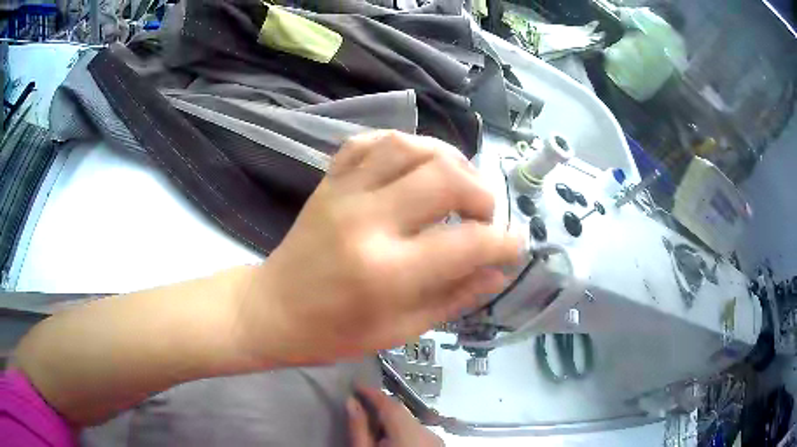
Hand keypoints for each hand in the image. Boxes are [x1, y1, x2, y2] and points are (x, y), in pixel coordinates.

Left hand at [240, 130, 520, 363]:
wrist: (274, 309)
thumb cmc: (335, 332)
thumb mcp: (402, 330)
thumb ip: (456, 297)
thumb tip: (498, 272)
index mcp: (388, 272)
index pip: (467, 244)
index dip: (503, 243)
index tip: (513, 245)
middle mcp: (368, 221)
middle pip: (445, 177)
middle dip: (481, 193)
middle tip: (484, 215)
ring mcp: (344, 193)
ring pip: (409, 146)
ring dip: (447, 158)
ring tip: (457, 183)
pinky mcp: (328, 181)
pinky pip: (369, 142)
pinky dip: (402, 144)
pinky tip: (414, 164)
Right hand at [348, 387, 442, 446]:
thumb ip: (359, 428)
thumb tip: (352, 402)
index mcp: (410, 433)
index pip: (391, 404)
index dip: (373, 393)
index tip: (357, 386)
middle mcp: (429, 433)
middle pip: (401, 412)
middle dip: (382, 409)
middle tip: (360, 406)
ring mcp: (437, 440)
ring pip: (411, 422)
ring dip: (393, 421)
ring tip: (373, 426)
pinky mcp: (438, 445)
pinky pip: (419, 432)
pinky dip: (405, 432)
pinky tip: (391, 440)